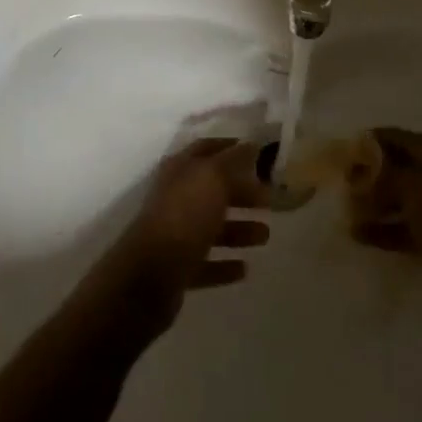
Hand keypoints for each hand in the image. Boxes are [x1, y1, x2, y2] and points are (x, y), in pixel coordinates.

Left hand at [102, 138, 269, 331]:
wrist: (150, 277)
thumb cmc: (184, 216)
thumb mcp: (213, 178)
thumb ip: (234, 160)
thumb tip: (252, 144)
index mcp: (180, 170)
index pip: (207, 149)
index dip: (232, 148)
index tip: (260, 153)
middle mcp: (175, 197)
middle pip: (213, 190)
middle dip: (242, 193)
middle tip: (271, 200)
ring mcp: (174, 234)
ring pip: (212, 227)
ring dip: (239, 230)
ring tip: (265, 235)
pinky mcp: (176, 268)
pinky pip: (206, 262)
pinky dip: (224, 264)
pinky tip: (244, 268)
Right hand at [346, 128, 421, 319]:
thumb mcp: (414, 186)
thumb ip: (381, 174)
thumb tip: (355, 168)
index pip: (390, 137)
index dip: (364, 144)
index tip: (337, 154)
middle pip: (388, 167)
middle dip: (363, 175)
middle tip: (336, 184)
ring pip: (389, 198)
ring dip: (367, 203)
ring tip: (342, 209)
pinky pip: (393, 227)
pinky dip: (376, 229)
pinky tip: (354, 233)